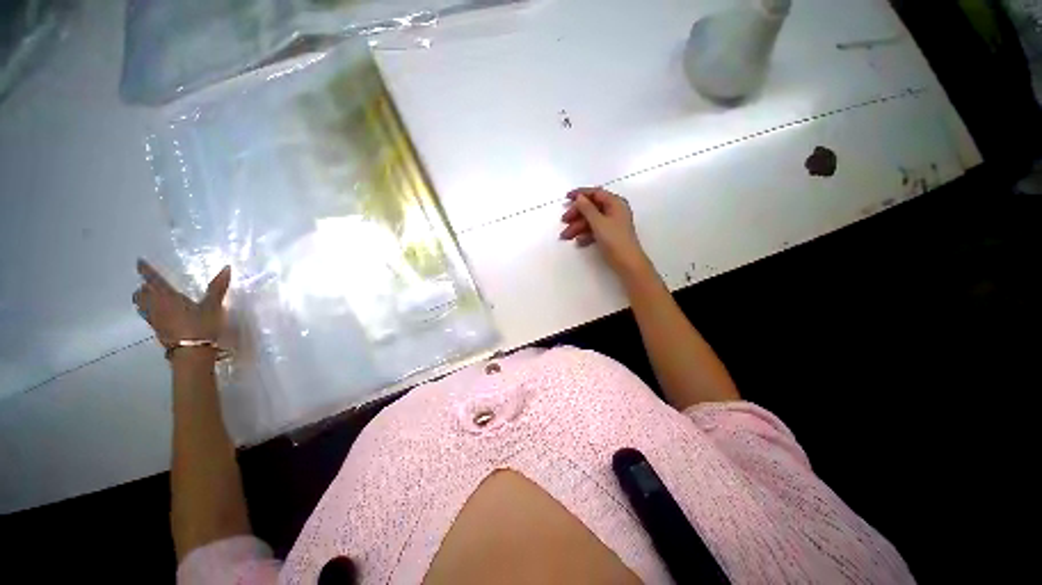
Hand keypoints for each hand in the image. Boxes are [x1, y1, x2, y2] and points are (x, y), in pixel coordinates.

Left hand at [133, 260, 230, 346]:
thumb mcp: (213, 306)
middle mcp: (155, 306)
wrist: (192, 352)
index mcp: (166, 296)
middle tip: (148, 284)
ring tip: (151, 299)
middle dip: (143, 288)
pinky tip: (160, 315)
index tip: (139, 262)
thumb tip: (227, 267)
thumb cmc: (201, 326)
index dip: (145, 270)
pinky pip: (148, 317)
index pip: (152, 279)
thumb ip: (217, 287)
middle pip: (141, 294)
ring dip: (143, 300)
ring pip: (141, 306)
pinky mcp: (158, 331)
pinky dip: (150, 312)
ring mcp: (155, 320)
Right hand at [560, 187, 651, 277]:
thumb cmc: (615, 240)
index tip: (566, 198)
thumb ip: (587, 209)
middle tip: (564, 221)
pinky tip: (578, 242)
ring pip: (591, 220)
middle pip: (591, 208)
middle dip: (576, 214)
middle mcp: (614, 210)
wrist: (627, 263)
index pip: (595, 193)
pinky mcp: (609, 235)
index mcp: (615, 203)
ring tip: (565, 236)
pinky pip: (594, 230)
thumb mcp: (598, 223)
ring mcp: (612, 223)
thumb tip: (579, 197)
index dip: (580, 194)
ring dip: (577, 227)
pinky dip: (585, 235)